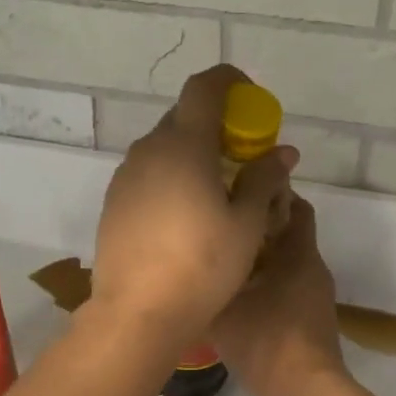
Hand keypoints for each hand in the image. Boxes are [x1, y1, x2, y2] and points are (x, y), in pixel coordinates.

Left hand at [89, 65, 297, 351]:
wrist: (137, 315)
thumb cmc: (202, 266)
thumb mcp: (246, 224)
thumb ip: (263, 179)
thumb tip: (281, 152)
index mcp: (184, 145)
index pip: (204, 88)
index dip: (230, 81)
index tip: (251, 97)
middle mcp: (149, 150)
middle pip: (185, 117)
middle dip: (218, 124)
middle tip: (245, 155)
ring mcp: (126, 176)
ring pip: (166, 147)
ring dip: (195, 152)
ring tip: (220, 189)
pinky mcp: (114, 202)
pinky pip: (150, 173)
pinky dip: (174, 176)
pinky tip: (188, 214)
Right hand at [210, 196, 346, 395]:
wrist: (306, 391)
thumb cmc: (266, 340)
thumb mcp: (223, 310)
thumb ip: (208, 281)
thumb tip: (188, 264)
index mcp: (297, 252)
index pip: (295, 205)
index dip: (272, 192)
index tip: (240, 188)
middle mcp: (311, 266)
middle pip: (289, 231)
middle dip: (260, 224)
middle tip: (223, 223)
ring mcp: (315, 293)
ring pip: (288, 260)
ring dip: (263, 254)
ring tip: (225, 257)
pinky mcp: (312, 316)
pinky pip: (289, 284)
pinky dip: (268, 280)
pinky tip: (240, 293)